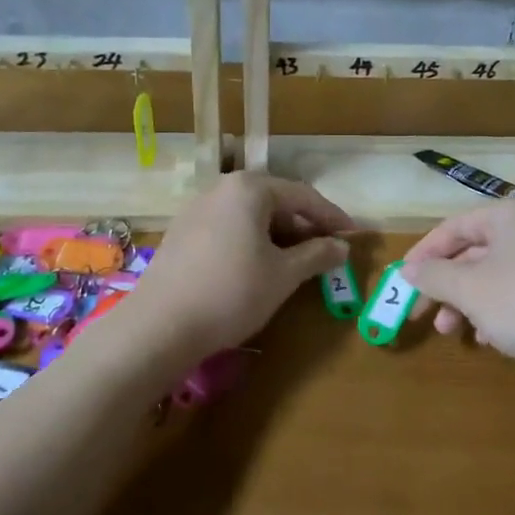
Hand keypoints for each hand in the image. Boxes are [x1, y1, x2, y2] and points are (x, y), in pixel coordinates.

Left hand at [119, 171, 353, 362]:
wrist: (160, 325)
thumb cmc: (232, 292)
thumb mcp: (284, 275)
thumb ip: (317, 254)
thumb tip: (342, 246)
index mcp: (249, 189)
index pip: (303, 196)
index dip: (332, 217)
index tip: (353, 236)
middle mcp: (221, 189)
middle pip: (274, 202)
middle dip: (303, 226)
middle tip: (327, 251)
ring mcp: (196, 210)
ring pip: (249, 217)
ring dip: (278, 236)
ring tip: (297, 263)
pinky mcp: (181, 234)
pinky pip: (228, 229)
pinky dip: (251, 243)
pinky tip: (259, 268)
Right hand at [400, 194, 514, 392]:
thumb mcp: (468, 289)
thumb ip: (433, 276)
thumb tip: (407, 271)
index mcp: (511, 214)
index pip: (453, 227)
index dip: (422, 254)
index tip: (400, 282)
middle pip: (473, 252)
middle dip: (445, 286)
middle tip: (421, 315)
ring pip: (494, 276)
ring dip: (466, 304)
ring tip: (451, 333)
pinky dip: (495, 312)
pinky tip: (488, 340)